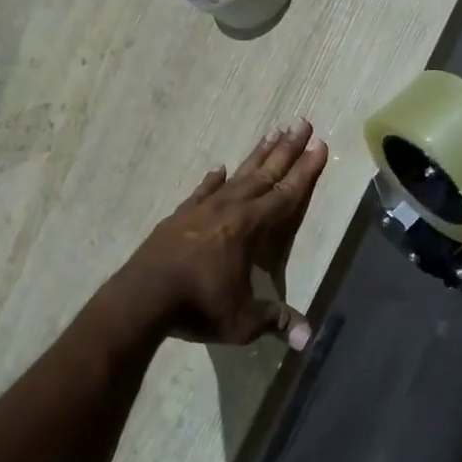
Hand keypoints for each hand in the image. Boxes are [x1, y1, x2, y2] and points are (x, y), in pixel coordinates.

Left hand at [117, 118, 329, 348]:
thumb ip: (275, 320)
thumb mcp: (242, 320)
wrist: (141, 298)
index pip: (286, 194)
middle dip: (286, 149)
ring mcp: (201, 210)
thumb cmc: (197, 307)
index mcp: (249, 228)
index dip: (305, 171)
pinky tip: (219, 168)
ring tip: (272, 133)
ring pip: (236, 176)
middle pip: (264, 173)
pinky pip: (202, 191)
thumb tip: (309, 339)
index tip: (320, 144)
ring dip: (256, 156)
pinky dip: (213, 180)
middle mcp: (229, 209)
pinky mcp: (178, 217)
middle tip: (302, 122)